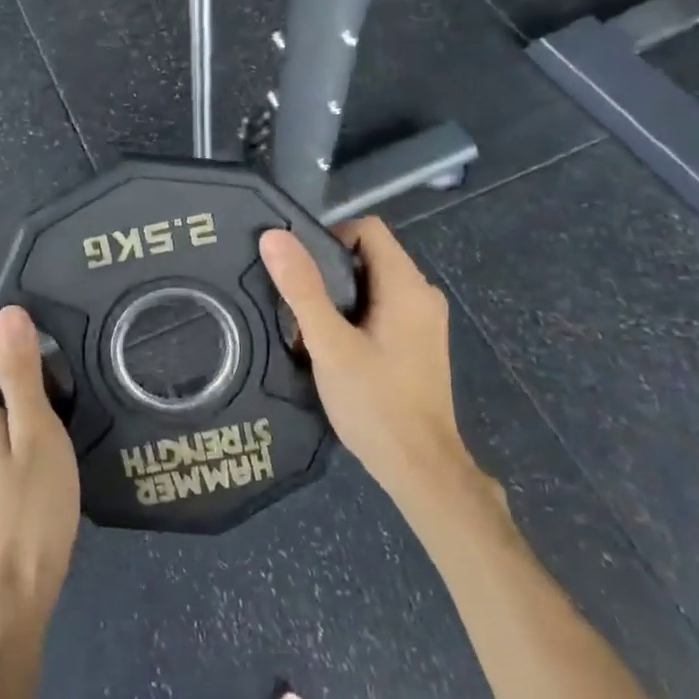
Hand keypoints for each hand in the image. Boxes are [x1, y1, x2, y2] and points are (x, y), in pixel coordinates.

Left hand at [0, 307, 80, 633]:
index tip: (27, 332)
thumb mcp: (35, 430)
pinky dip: (6, 415)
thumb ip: (19, 371)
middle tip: (53, 366)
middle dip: (3, 356)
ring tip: (54, 396)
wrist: (14, 588)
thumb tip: (7, 312)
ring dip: (9, 387)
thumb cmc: (30, 505)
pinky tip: (41, 434)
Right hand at [260, 219, 488, 509]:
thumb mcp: (330, 344)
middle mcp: (422, 295)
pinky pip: (382, 310)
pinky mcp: (419, 344)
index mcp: (407, 286)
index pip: (368, 230)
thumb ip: (302, 288)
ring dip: (337, 298)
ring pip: (372, 286)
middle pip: (368, 257)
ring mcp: (424, 322)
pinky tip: (333, 350)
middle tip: (296, 305)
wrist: (421, 469)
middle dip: (328, 273)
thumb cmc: (375, 402)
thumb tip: (274, 236)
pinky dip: (354, 318)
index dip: (329, 238)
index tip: (299, 270)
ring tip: (308, 330)